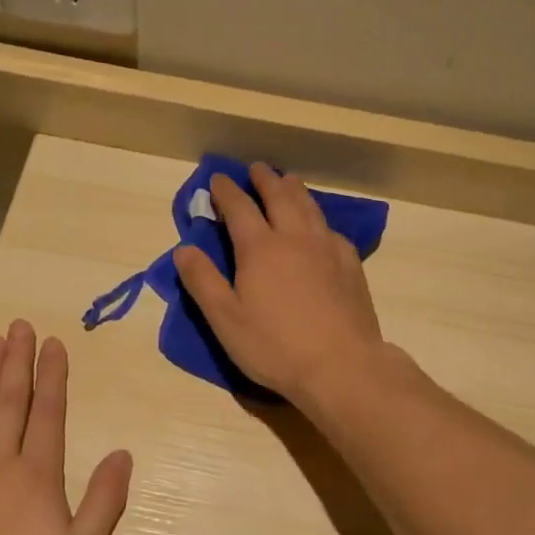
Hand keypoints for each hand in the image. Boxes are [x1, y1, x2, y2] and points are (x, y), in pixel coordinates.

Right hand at [173, 161, 386, 403]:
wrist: (341, 365)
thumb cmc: (275, 346)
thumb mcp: (225, 319)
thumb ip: (203, 281)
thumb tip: (183, 248)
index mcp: (260, 248)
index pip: (239, 207)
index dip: (226, 190)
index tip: (217, 178)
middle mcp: (294, 238)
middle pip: (279, 197)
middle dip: (264, 180)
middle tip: (256, 169)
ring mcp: (327, 248)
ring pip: (309, 207)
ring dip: (294, 190)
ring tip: (288, 181)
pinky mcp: (350, 264)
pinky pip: (331, 229)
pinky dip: (319, 218)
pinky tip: (320, 226)